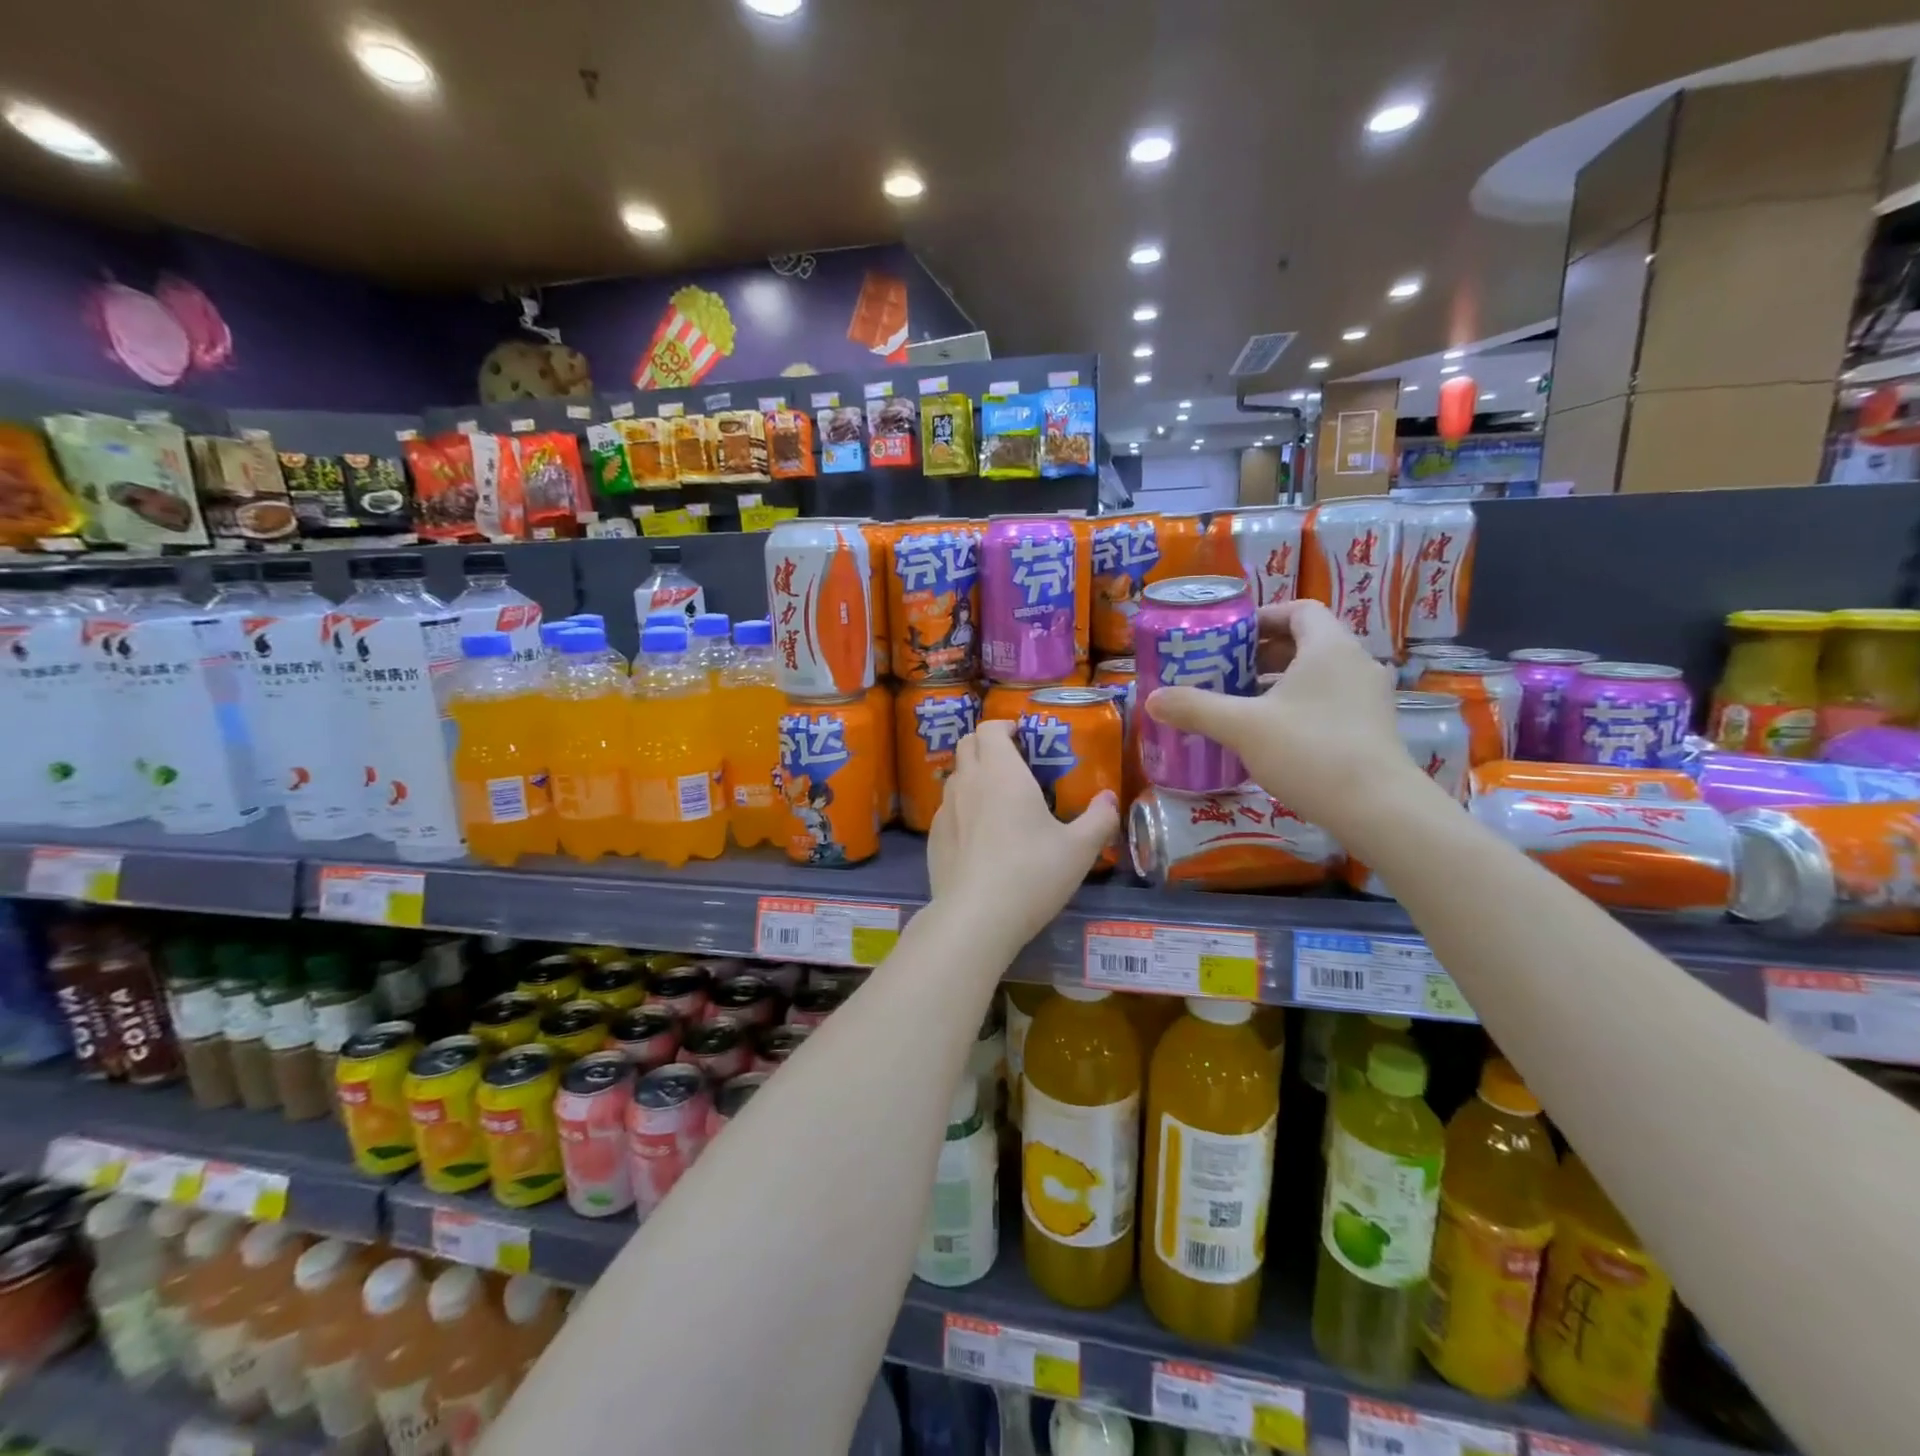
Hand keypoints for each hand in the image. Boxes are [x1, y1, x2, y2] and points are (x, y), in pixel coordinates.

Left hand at [927, 720, 1118, 951]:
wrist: (976, 917)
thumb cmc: (1032, 873)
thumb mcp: (1079, 849)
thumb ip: (1099, 819)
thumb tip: (1109, 799)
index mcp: (1001, 772)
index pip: (990, 728)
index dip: (1003, 726)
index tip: (1021, 736)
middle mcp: (968, 782)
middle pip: (967, 744)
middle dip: (986, 744)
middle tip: (1012, 763)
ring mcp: (945, 810)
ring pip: (954, 776)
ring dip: (973, 775)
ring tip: (996, 799)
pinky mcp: (933, 838)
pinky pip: (948, 810)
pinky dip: (962, 809)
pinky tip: (979, 837)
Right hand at [1144, 599, 1424, 834]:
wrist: (1378, 808)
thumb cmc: (1310, 751)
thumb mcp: (1242, 727)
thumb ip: (1195, 708)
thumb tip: (1151, 700)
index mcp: (1329, 647)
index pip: (1299, 610)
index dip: (1262, 618)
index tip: (1230, 637)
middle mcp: (1355, 663)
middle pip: (1305, 642)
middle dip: (1262, 654)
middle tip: (1225, 672)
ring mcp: (1368, 698)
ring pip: (1317, 675)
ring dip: (1279, 683)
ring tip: (1240, 704)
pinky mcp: (1372, 728)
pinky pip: (1329, 701)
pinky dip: (1298, 706)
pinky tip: (1270, 736)